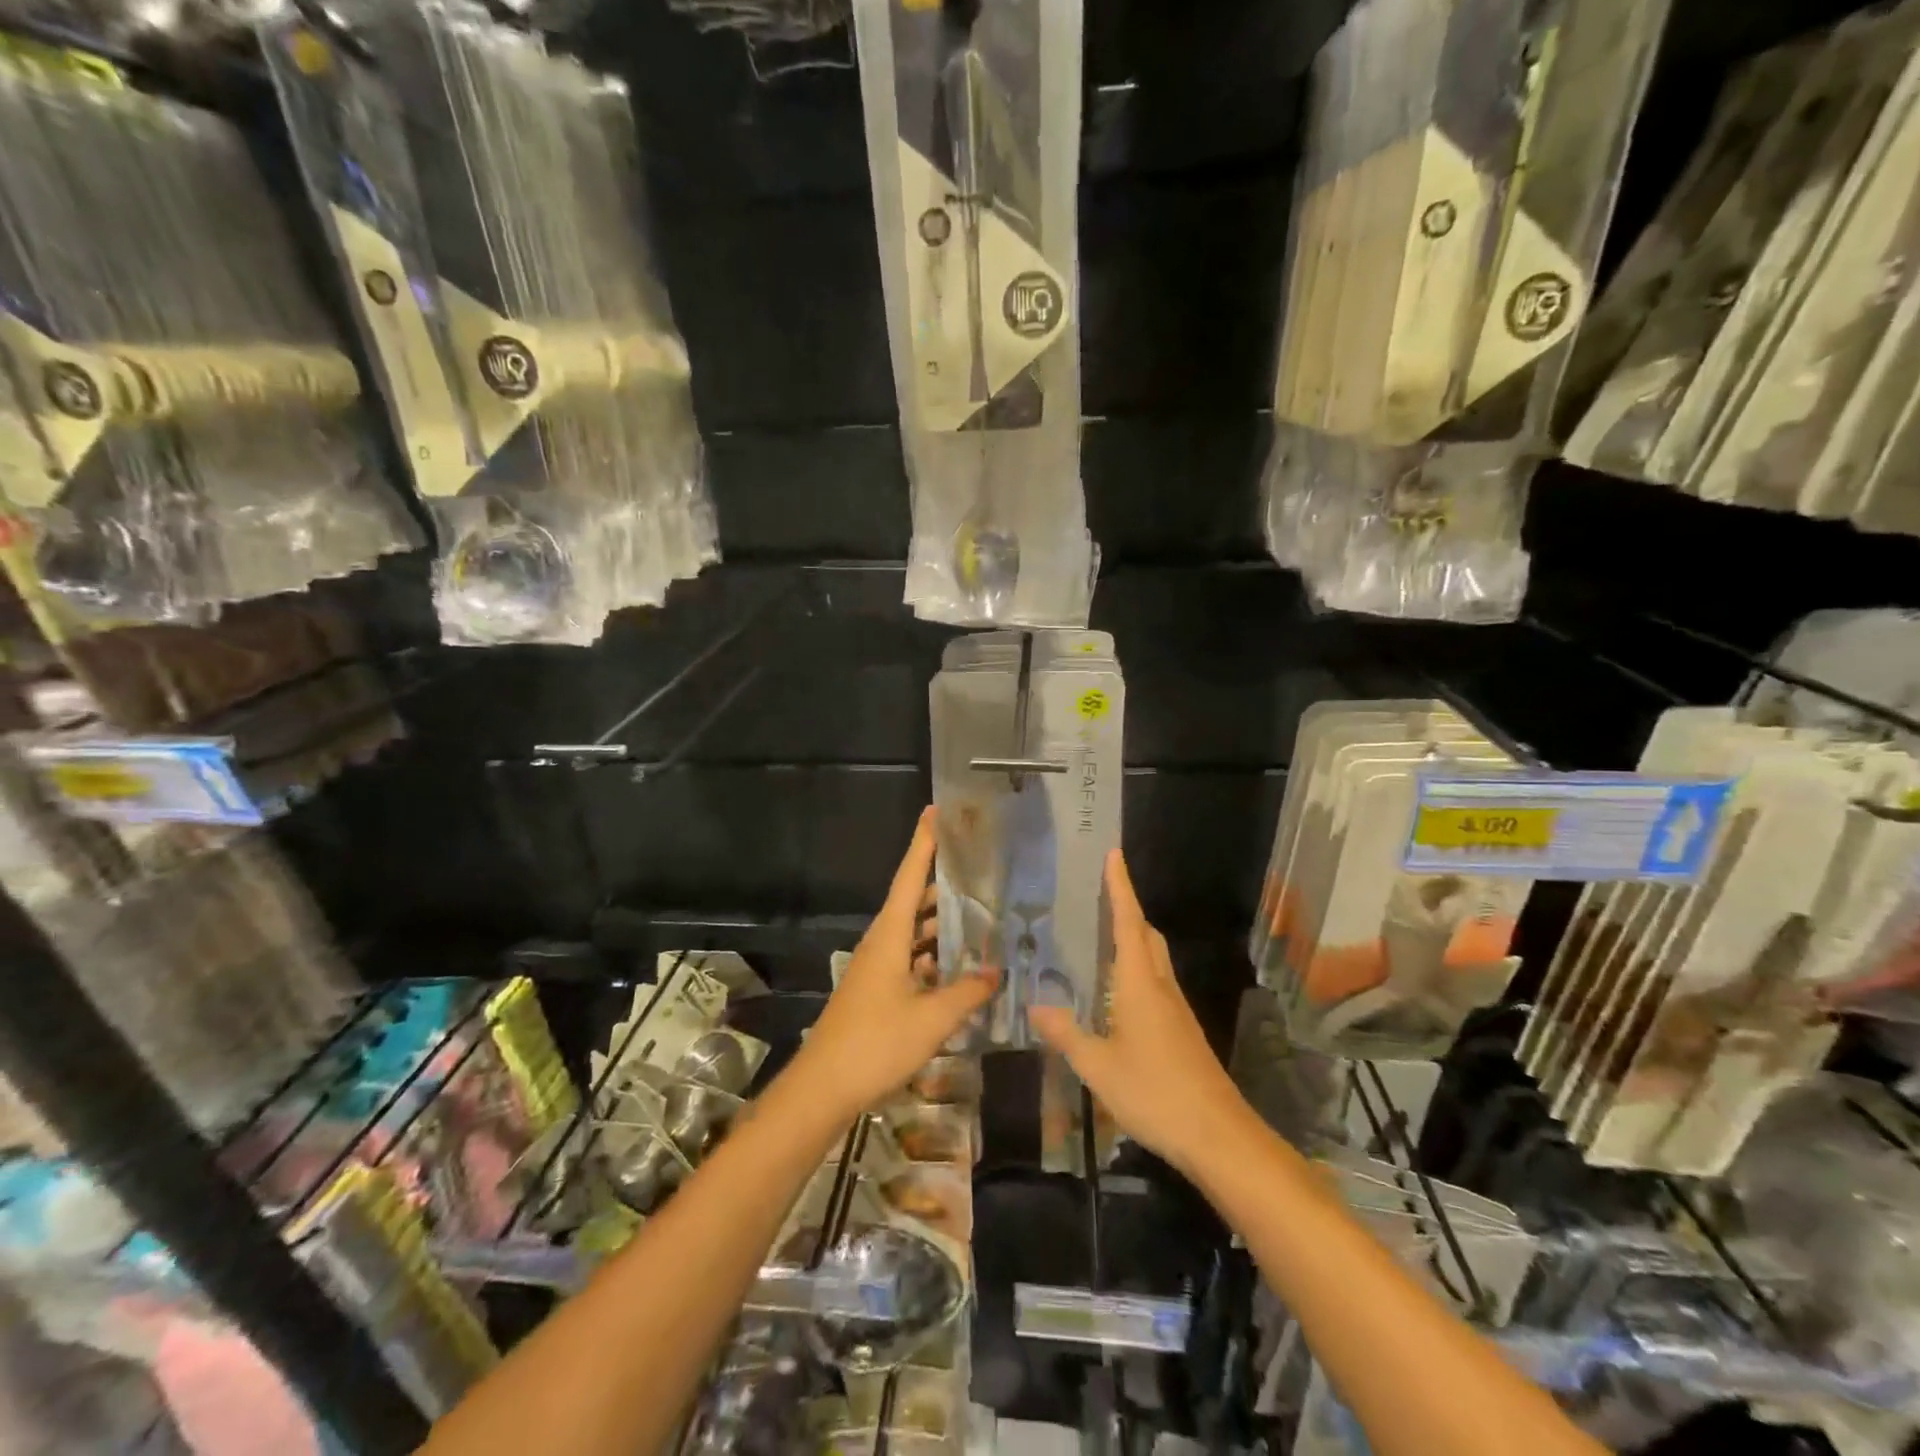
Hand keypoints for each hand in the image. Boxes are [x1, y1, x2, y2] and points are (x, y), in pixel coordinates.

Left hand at [786, 807, 997, 1120]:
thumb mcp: (931, 1019)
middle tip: (976, 864)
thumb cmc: (875, 1043)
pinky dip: (934, 956)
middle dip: (941, 880)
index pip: (909, 877)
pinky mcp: (877, 991)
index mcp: (888, 936)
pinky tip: (958, 967)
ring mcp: (877, 968)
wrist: (824, 1088)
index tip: (936, 812)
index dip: (923, 844)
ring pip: (913, 933)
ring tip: (979, 912)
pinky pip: (911, 959)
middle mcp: (881, 943)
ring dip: (940, 923)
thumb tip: (996, 972)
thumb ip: (967, 993)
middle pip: (912, 901)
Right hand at [1030, 850, 1250, 1175]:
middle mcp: (1161, 988)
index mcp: (1140, 985)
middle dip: (1128, 909)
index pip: (1128, 923)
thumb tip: (1036, 1007)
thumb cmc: (1154, 1093)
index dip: (1120, 887)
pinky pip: (1157, 984)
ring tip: (1104, 936)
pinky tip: (1120, 994)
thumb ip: (1067, 1035)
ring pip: (1155, 959)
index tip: (1114, 854)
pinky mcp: (1183, 1032)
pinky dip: (1138, 970)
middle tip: (1102, 893)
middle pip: (1147, 935)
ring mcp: (1176, 1010)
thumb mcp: (1098, 1067)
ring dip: (1134, 938)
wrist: (1217, 1135)